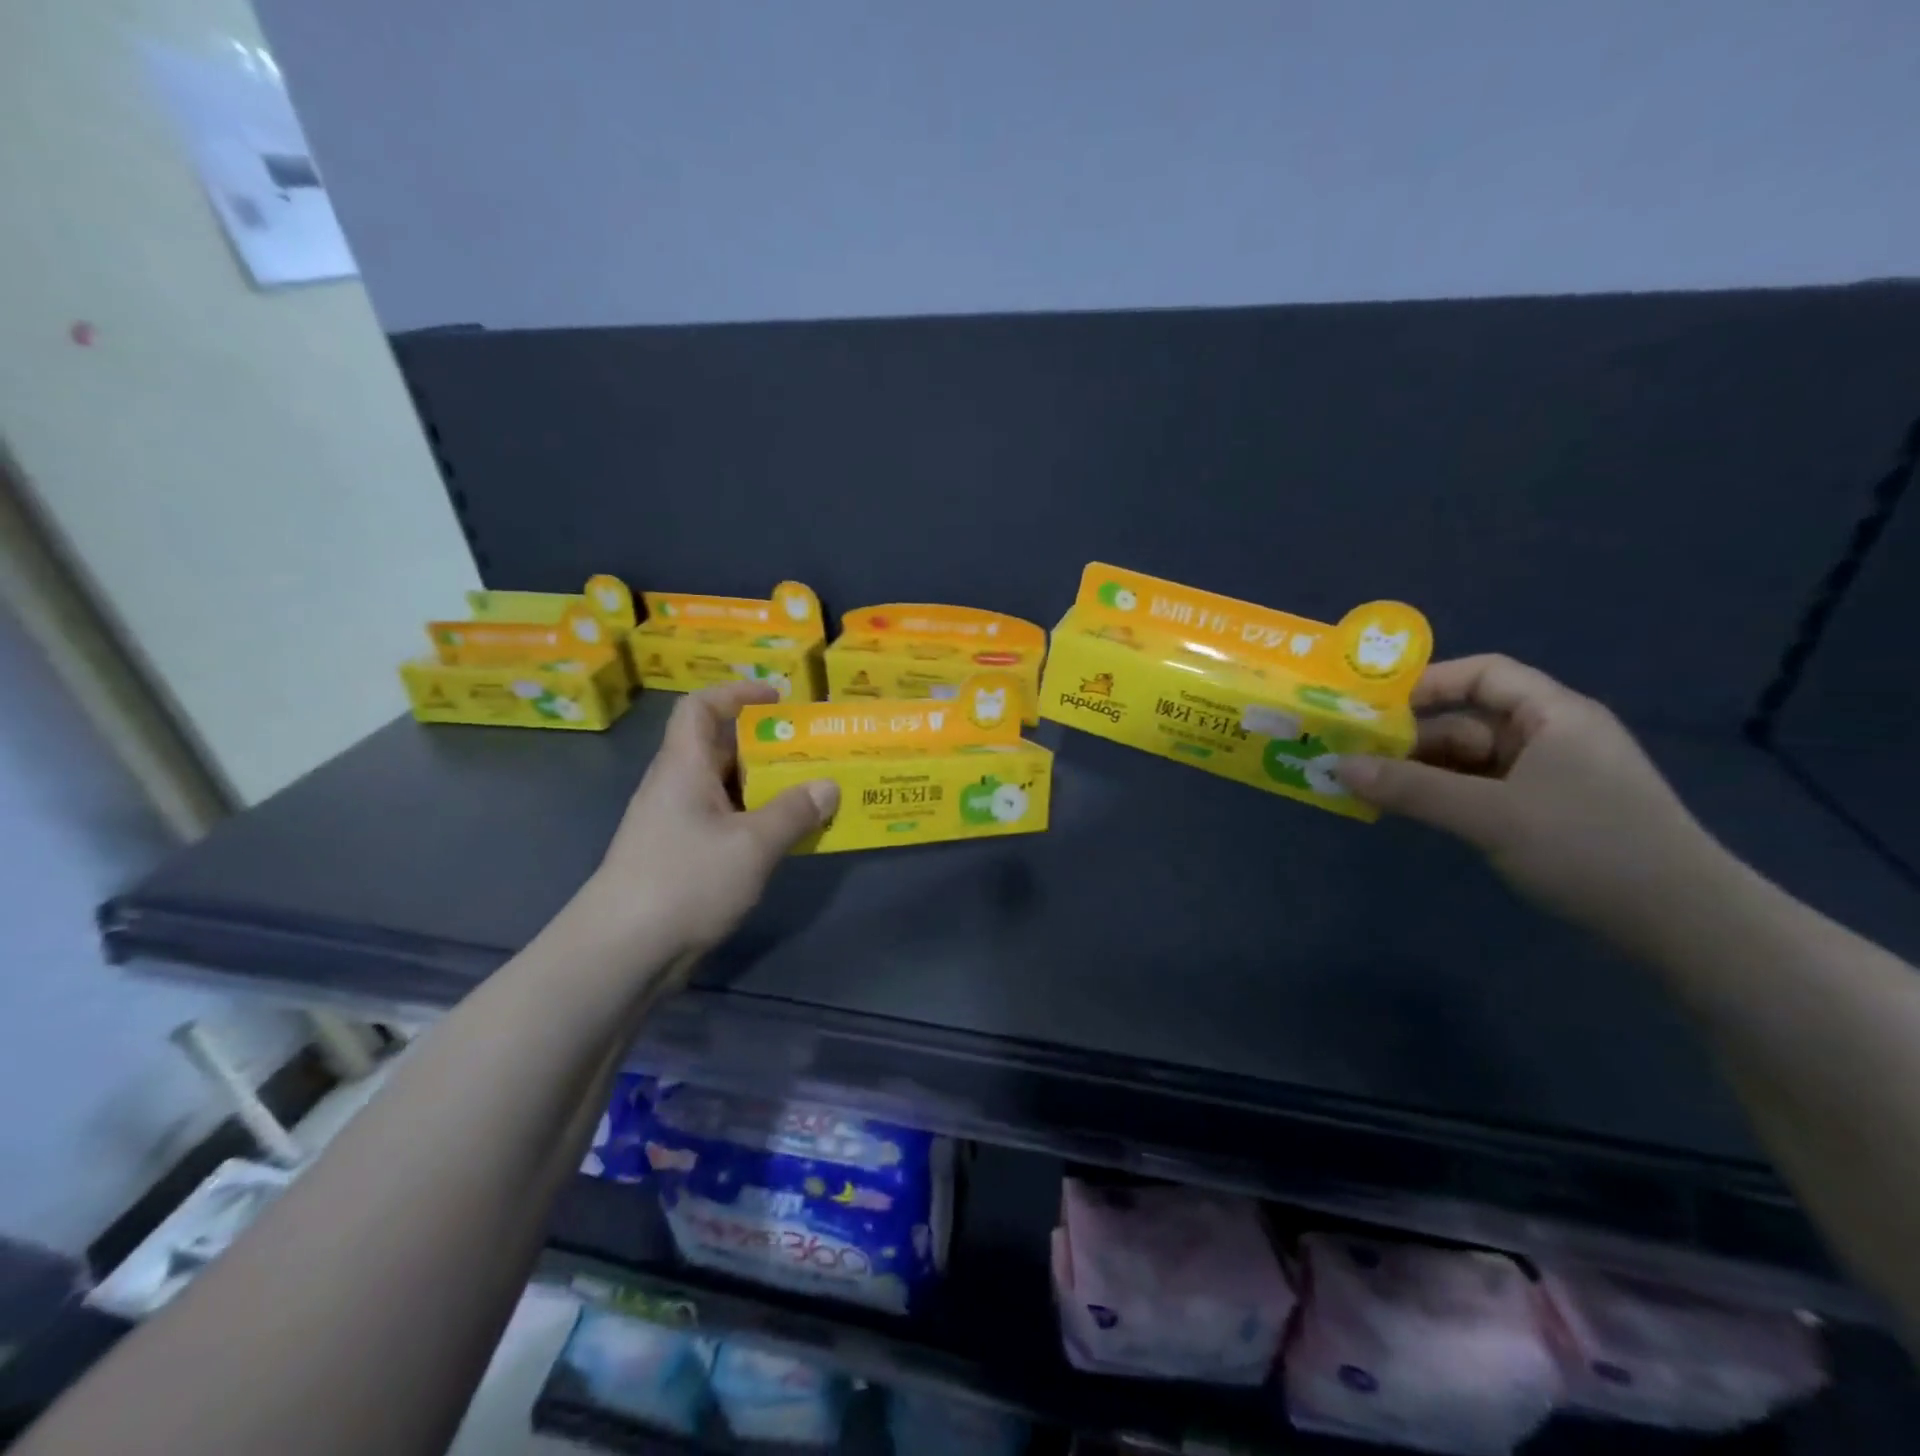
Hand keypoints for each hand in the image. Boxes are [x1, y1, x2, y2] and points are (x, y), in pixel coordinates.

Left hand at [586, 682, 837, 962]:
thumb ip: (793, 812)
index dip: (737, 693)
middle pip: (719, 747)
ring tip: (811, 792)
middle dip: (766, 744)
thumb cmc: (686, 880)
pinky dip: (756, 820)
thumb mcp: (752, 844)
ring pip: (726, 788)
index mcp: (684, 767)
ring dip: (766, 786)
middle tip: (811, 751)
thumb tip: (828, 786)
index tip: (778, 699)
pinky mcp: (681, 857)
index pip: (701, 708)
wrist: (623, 951)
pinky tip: (786, 837)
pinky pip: (725, 822)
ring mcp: (676, 824)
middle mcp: (676, 787)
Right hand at [1336, 655, 1733, 953]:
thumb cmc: (1589, 848)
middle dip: (1411, 738)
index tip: (1374, 708)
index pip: (1484, 674)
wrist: (1684, 925)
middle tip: (1353, 756)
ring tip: (1367, 786)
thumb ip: (1410, 788)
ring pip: (1471, 760)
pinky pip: (1482, 790)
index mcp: (1553, 715)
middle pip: (1468, 721)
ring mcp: (1551, 777)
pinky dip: (1444, 795)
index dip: (1428, 683)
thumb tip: (1337, 765)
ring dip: (1422, 771)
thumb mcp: (1489, 816)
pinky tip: (1409, 810)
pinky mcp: (1547, 812)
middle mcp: (1552, 736)